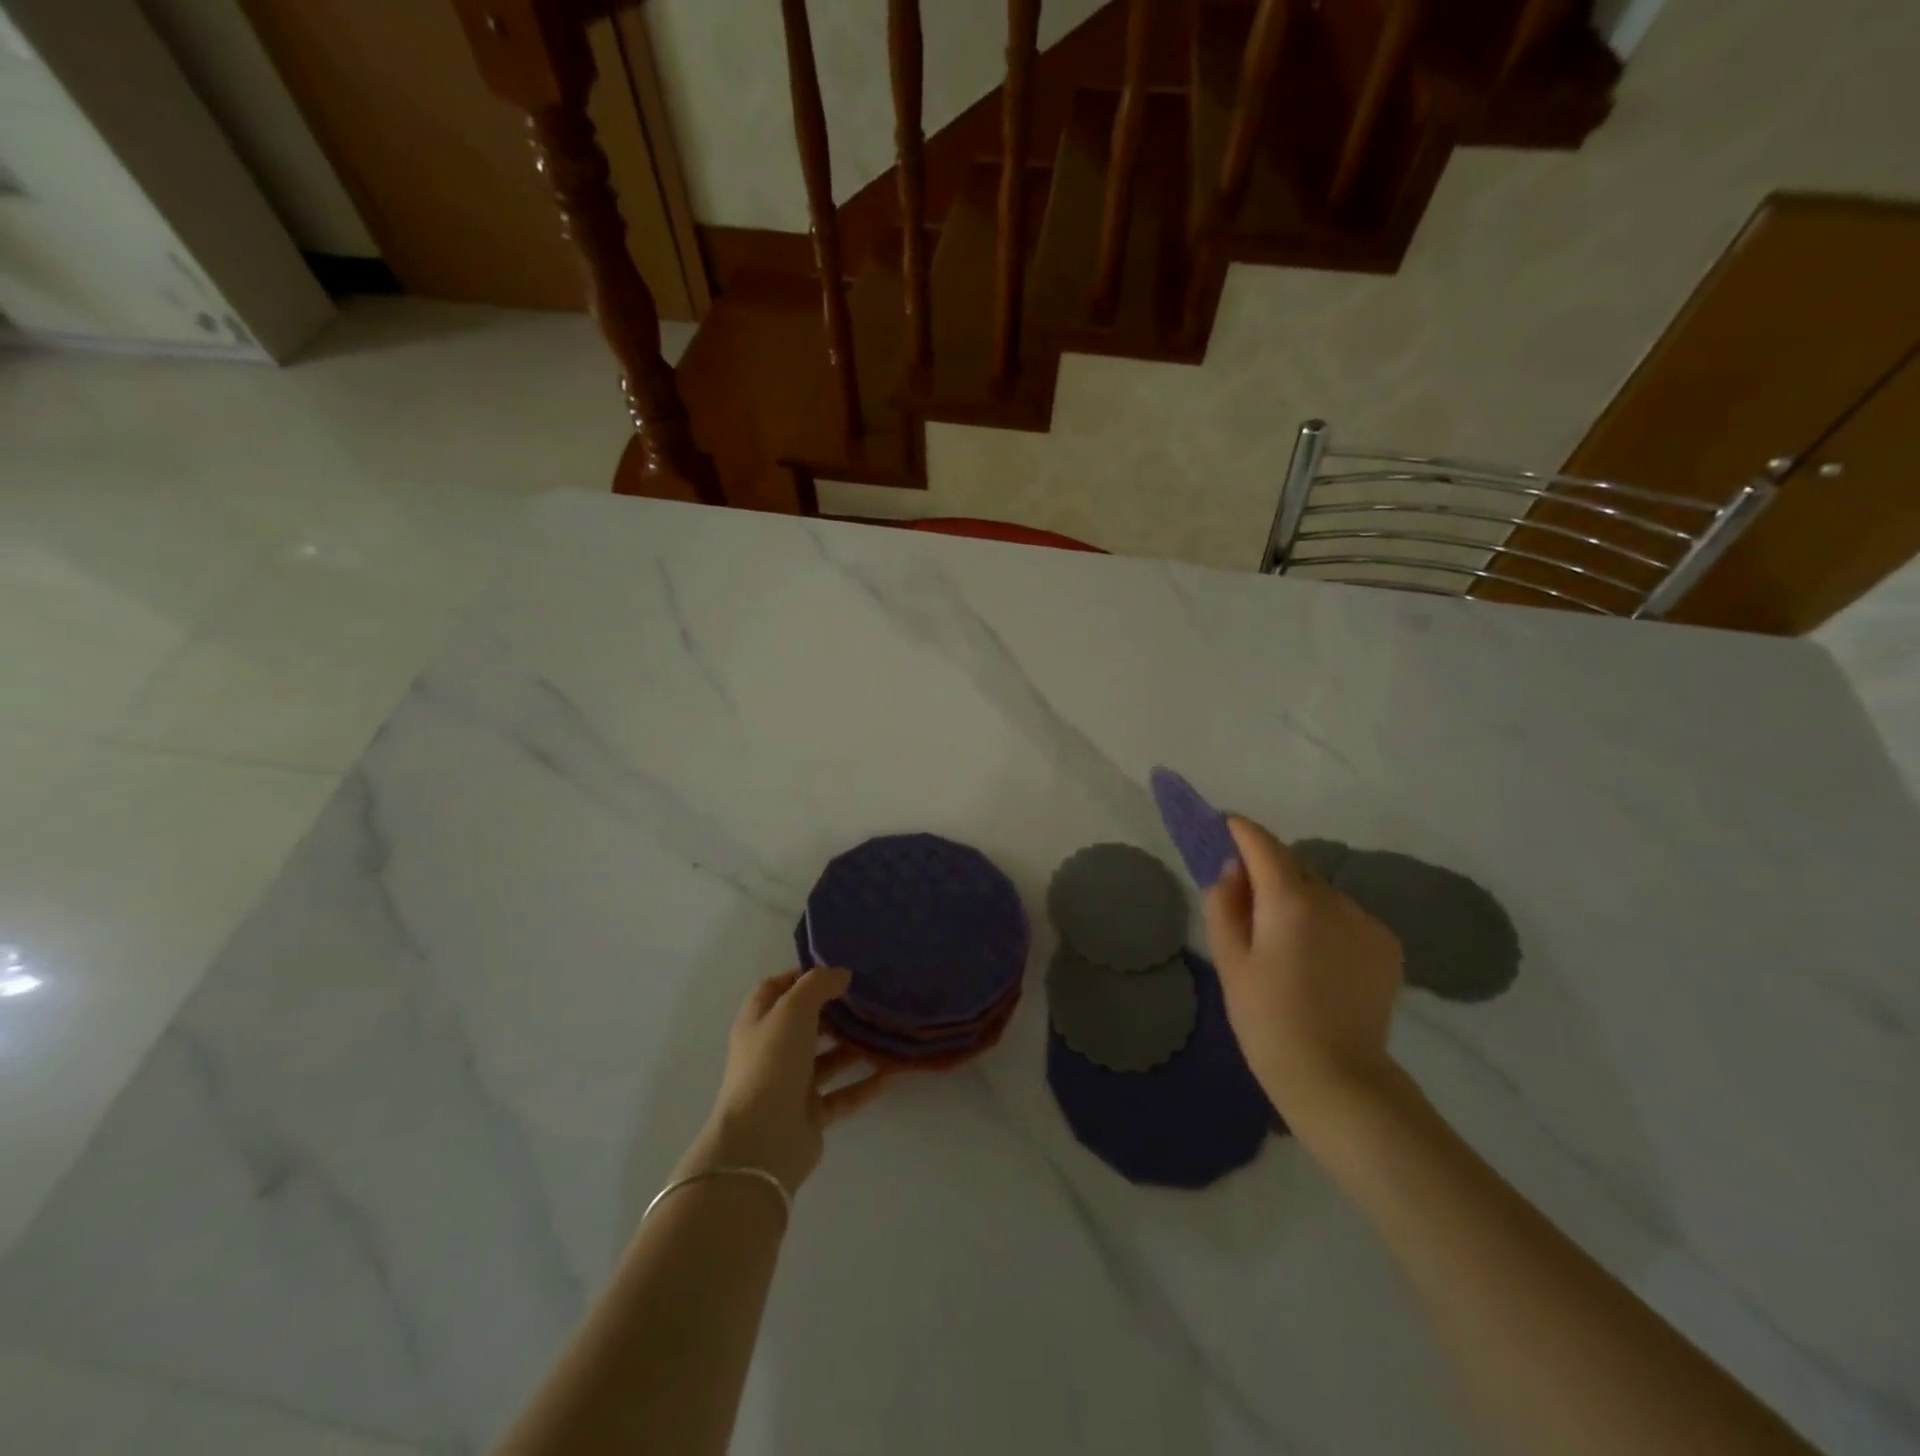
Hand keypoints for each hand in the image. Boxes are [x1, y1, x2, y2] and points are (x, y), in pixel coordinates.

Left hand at [685, 967, 887, 1193]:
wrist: (762, 1141)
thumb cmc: (772, 1063)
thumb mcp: (793, 1010)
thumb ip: (818, 984)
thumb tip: (841, 974)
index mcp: (757, 1023)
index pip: (775, 989)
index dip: (800, 977)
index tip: (835, 970)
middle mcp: (771, 1052)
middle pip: (804, 1024)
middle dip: (833, 1011)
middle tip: (866, 999)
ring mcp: (790, 1085)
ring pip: (826, 1059)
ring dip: (852, 1047)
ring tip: (883, 1031)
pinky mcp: (810, 1115)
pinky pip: (842, 1095)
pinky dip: (864, 1085)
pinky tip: (890, 1073)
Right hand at [1203, 816, 1405, 1129]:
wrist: (1336, 1077)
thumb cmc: (1267, 1019)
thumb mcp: (1229, 960)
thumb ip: (1224, 903)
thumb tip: (1233, 869)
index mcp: (1291, 901)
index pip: (1263, 844)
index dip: (1241, 830)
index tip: (1225, 826)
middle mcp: (1335, 899)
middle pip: (1293, 865)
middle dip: (1267, 868)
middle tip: (1244, 896)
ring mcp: (1366, 921)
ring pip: (1320, 890)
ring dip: (1297, 896)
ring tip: (1282, 938)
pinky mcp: (1386, 945)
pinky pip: (1345, 915)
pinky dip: (1325, 920)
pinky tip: (1316, 958)